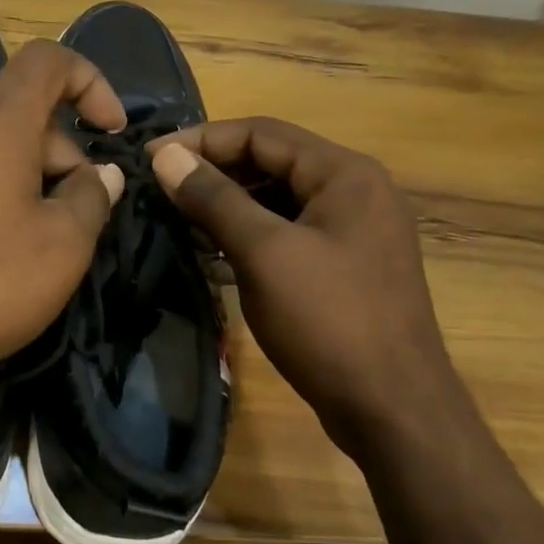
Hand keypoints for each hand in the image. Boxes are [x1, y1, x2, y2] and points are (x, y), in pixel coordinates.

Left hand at [0, 39, 127, 391]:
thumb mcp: (61, 249)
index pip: (48, 60)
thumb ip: (92, 197)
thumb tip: (99, 174)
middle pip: (13, 113)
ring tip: (17, 239)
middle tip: (69, 218)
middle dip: (54, 154)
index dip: (90, 81)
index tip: (109, 130)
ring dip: (11, 174)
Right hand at [149, 118, 458, 428]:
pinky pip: (289, 233)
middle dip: (214, 172)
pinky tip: (213, 255)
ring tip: (179, 220)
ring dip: (228, 205)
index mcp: (345, 173)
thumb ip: (213, 198)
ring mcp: (353, 231)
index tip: (150, 157)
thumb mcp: (264, 253)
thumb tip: (165, 155)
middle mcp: (355, 191)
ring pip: (278, 200)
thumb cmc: (329, 321)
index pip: (261, 133)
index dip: (201, 140)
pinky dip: (250, 236)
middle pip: (272, 162)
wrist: (393, 409)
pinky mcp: (345, 266)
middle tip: (161, 190)